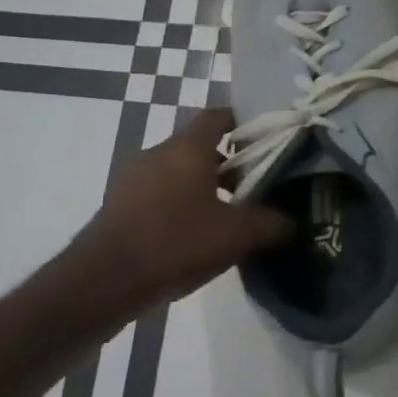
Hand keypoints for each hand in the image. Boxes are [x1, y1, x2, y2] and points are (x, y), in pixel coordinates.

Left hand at [73, 109, 289, 306]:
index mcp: (187, 147)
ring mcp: (134, 177)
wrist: (104, 281)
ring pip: (178, 170)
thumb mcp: (235, 236)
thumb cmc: (175, 243)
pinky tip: (191, 235)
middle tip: (253, 186)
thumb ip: (270, 224)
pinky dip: (178, 203)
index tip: (265, 140)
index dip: (243, 123)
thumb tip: (293, 221)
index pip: (218, 115)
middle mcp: (159, 152)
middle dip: (228, 162)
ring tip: (225, 215)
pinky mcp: (120, 203)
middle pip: (199, 144)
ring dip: (202, 185)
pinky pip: (158, 192)